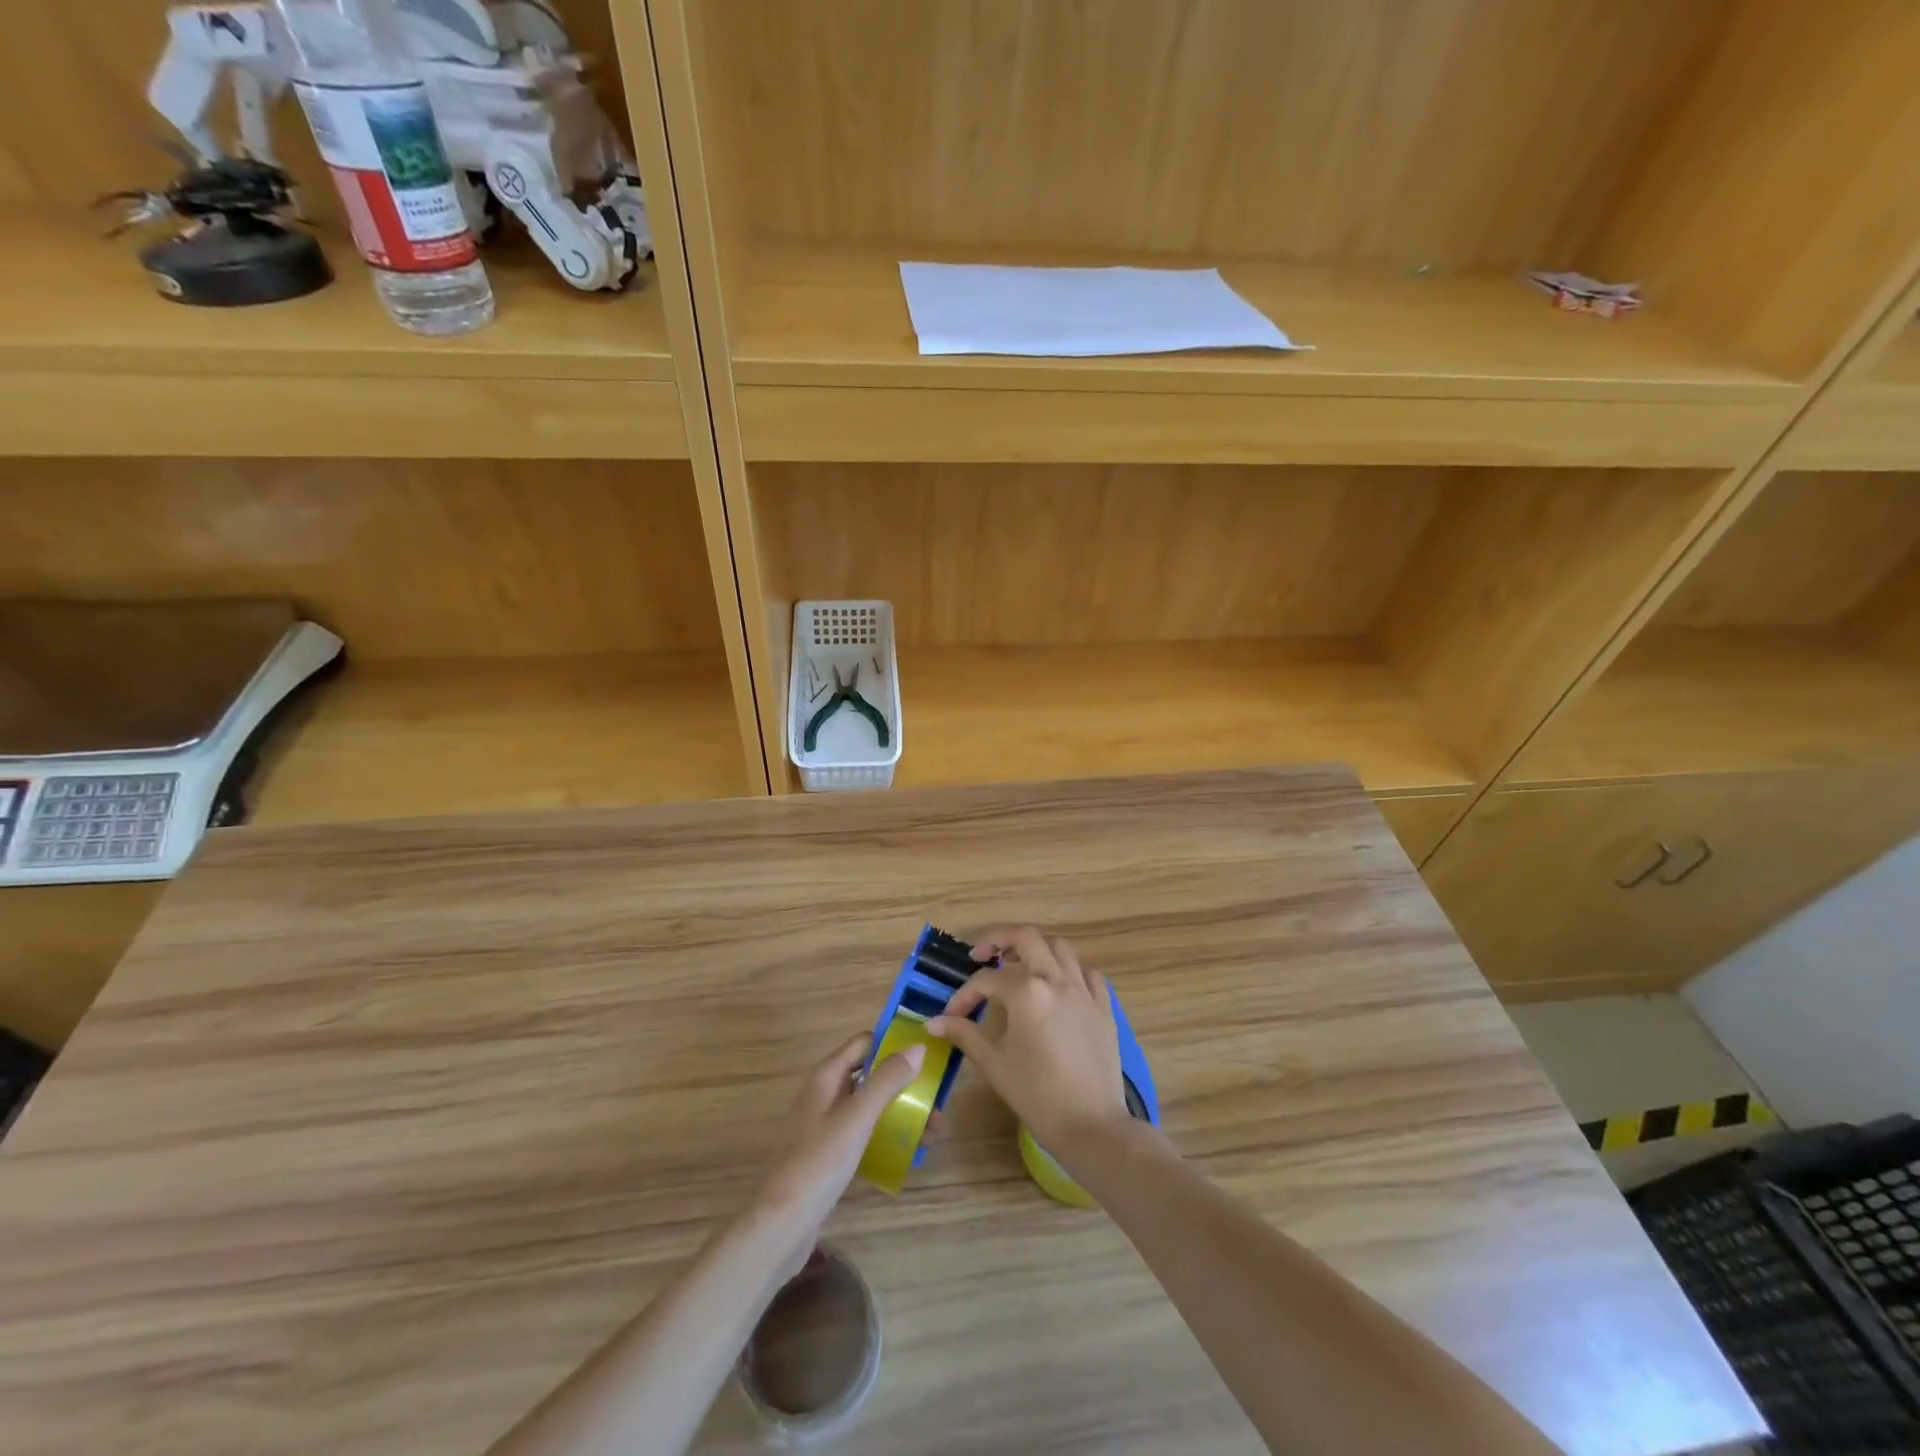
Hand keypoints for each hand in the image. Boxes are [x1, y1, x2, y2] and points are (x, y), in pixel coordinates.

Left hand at [751, 1032, 924, 1271]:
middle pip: (870, 1074)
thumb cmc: (819, 1162)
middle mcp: (825, 1093)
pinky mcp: (829, 1153)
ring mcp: (825, 1124)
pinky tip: (907, 1151)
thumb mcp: (857, 1117)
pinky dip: (886, 1134)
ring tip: (931, 1130)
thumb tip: (918, 1047)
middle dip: (903, 1083)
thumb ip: (887, 1080)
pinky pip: (864, 1132)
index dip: (893, 1043)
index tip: (927, 1055)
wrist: (781, 1225)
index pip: (864, 1042)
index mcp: (827, 1075)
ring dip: (899, 1111)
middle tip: (936, 1100)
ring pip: (869, 1105)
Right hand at [926, 926, 1132, 1160]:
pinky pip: (1087, 973)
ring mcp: (1084, 990)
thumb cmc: (1038, 1096)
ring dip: (1035, 948)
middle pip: (1026, 936)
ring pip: (1059, 947)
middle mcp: (1056, 979)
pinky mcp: (1104, 1007)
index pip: (986, 980)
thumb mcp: (994, 1064)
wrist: (1092, 1126)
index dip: (964, 995)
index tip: (951, 1016)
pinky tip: (1057, 986)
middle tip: (981, 956)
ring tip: (1018, 964)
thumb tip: (934, 1022)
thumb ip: (965, 1035)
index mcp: (1027, 992)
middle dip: (999, 938)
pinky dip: (1069, 970)